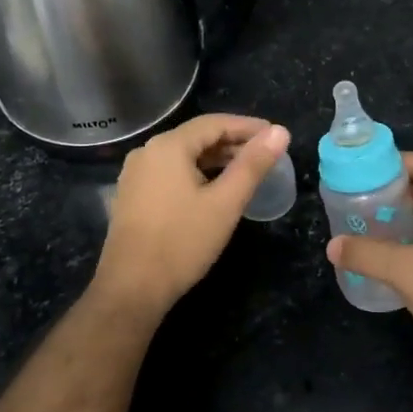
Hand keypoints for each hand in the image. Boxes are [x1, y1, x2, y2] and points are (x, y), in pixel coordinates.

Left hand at [92, 114, 290, 320]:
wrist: (132, 288)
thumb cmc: (183, 242)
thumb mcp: (226, 202)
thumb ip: (253, 164)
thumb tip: (280, 132)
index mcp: (168, 146)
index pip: (214, 123)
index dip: (248, 127)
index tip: (275, 135)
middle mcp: (147, 152)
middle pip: (197, 137)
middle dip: (233, 143)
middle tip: (265, 155)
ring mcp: (135, 175)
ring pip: (183, 156)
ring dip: (216, 160)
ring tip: (246, 172)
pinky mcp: (133, 196)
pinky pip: (170, 173)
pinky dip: (196, 174)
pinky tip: (214, 190)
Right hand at [327, 152, 412, 384]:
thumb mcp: (405, 271)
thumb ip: (367, 255)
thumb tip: (333, 246)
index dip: (393, 162)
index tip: (361, 174)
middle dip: (388, 194)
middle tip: (354, 203)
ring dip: (396, 222)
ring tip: (361, 229)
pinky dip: (406, 245)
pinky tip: (383, 261)